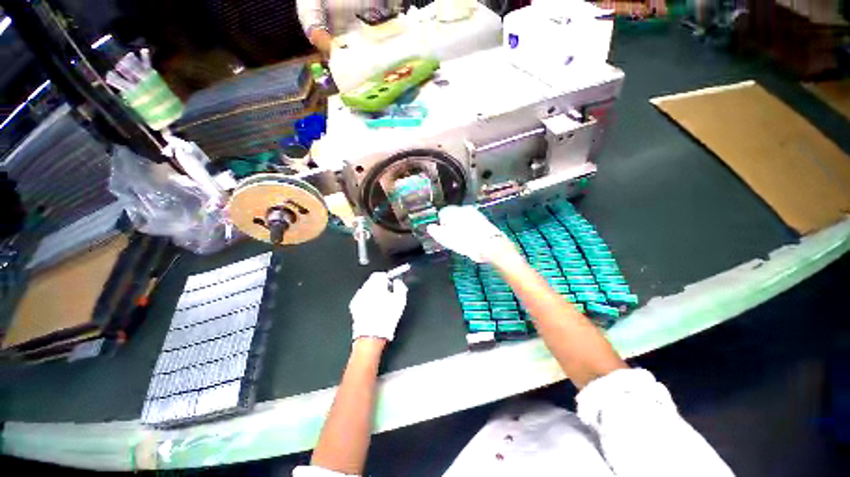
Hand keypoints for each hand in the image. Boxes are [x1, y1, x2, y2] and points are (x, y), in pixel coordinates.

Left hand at [349, 272, 407, 341]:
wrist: (372, 336)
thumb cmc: (386, 319)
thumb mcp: (400, 301)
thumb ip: (400, 287)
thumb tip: (398, 282)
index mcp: (375, 286)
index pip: (380, 274)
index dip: (387, 278)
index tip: (391, 283)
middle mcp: (364, 290)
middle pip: (372, 280)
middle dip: (380, 285)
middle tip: (388, 294)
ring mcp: (358, 298)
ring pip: (367, 289)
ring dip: (373, 292)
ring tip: (381, 303)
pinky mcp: (354, 307)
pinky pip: (362, 298)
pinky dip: (367, 300)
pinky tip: (373, 309)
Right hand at [426, 206, 514, 263]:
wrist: (489, 244)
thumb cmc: (464, 241)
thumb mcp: (444, 238)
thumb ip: (435, 231)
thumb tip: (430, 227)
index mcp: (452, 211)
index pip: (441, 214)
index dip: (441, 225)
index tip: (443, 234)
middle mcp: (463, 208)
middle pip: (453, 216)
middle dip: (451, 225)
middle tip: (452, 238)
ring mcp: (474, 213)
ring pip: (463, 219)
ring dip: (461, 227)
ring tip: (462, 239)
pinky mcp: (483, 220)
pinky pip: (472, 223)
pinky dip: (470, 229)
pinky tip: (471, 238)